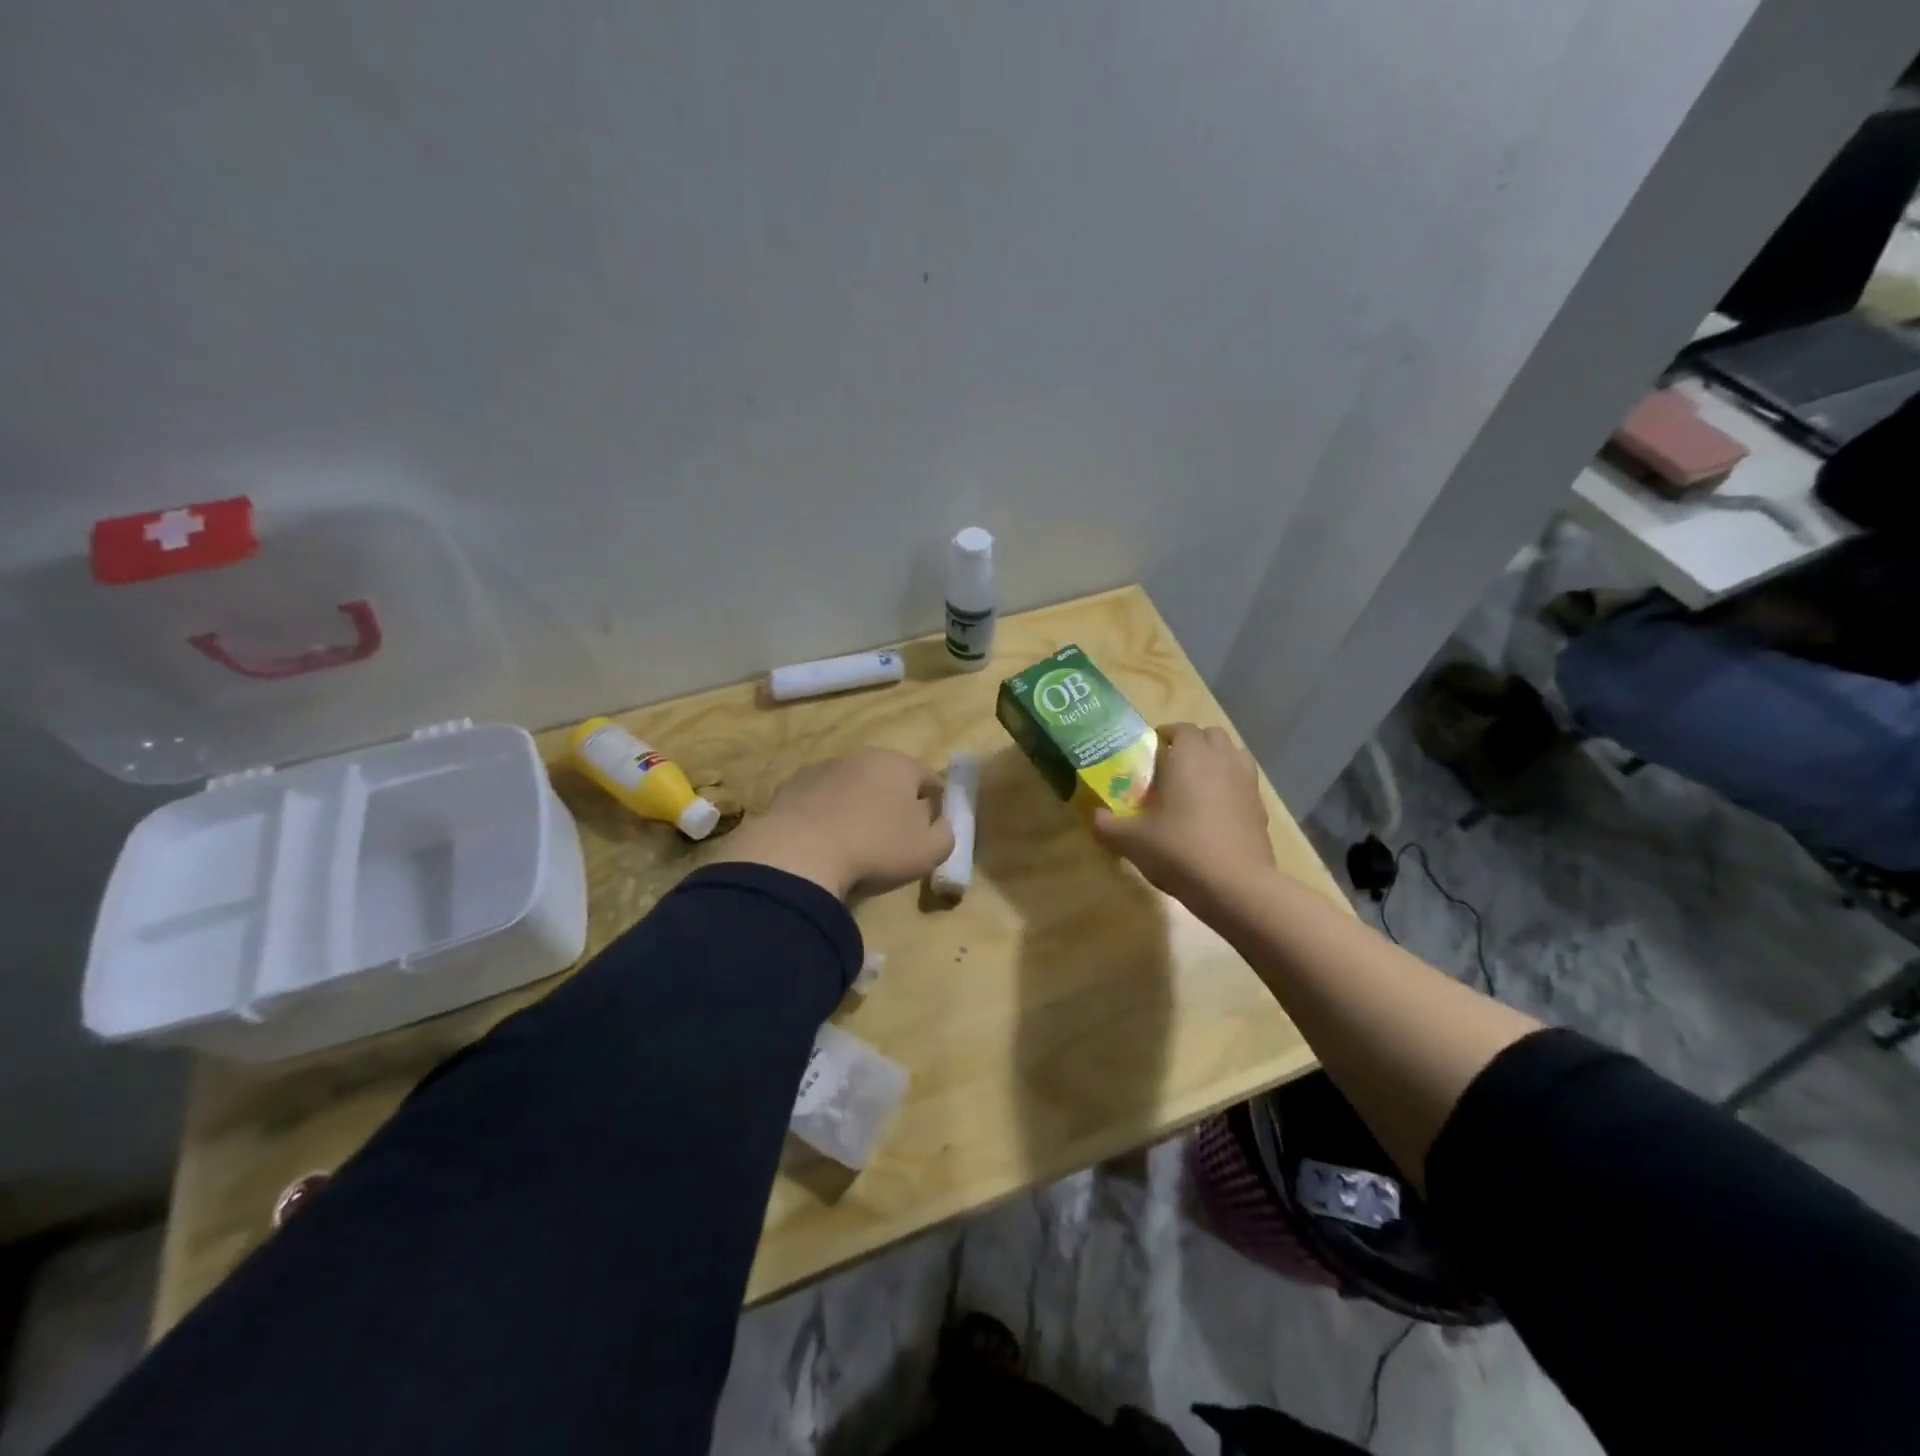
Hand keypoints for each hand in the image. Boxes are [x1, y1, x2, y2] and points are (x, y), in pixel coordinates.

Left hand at [710, 748, 953, 899]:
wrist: (799, 853)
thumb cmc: (876, 848)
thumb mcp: (930, 850)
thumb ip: (946, 833)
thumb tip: (938, 822)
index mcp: (900, 764)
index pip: (930, 779)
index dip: (937, 804)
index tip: (932, 829)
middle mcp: (862, 757)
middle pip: (889, 780)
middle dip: (894, 803)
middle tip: (893, 839)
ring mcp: (823, 769)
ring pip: (853, 787)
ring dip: (858, 807)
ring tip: (855, 844)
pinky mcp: (792, 787)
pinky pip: (821, 801)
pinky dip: (827, 815)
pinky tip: (824, 843)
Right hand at [1091, 723, 1273, 903]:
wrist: (1235, 886)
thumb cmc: (1179, 850)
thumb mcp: (1131, 841)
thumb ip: (1106, 825)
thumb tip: (1095, 817)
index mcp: (1189, 756)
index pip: (1180, 728)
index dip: (1164, 735)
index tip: (1150, 751)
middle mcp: (1221, 759)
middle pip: (1210, 735)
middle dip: (1192, 744)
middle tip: (1171, 766)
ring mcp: (1246, 782)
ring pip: (1232, 754)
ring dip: (1215, 760)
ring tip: (1196, 783)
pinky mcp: (1261, 807)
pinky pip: (1244, 783)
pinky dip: (1230, 786)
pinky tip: (1215, 811)